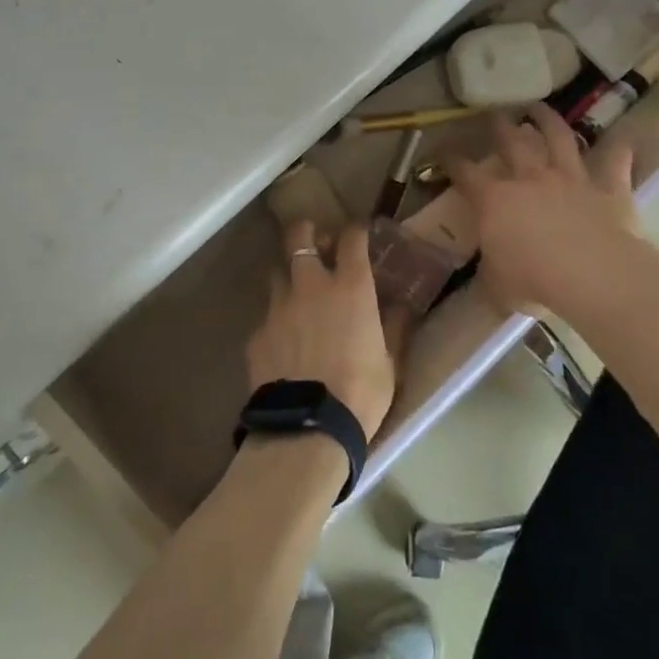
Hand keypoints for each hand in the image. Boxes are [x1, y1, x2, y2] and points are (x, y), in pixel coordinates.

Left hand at [248, 221, 399, 439]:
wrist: (308, 428)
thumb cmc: (361, 393)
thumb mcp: (390, 362)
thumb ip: (393, 327)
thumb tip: (402, 306)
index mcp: (350, 288)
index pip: (351, 240)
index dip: (355, 230)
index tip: (358, 231)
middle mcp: (310, 286)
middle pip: (299, 238)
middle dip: (306, 231)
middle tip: (315, 241)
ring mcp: (278, 307)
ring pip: (277, 273)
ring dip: (289, 276)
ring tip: (297, 293)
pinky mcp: (257, 333)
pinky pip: (267, 317)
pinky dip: (277, 321)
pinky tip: (283, 341)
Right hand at [446, 105, 656, 316]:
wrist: (592, 275)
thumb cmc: (533, 281)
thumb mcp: (496, 285)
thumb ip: (490, 272)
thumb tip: (488, 274)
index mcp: (495, 201)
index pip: (465, 174)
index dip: (451, 161)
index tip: (442, 152)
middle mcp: (530, 179)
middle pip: (512, 143)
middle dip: (500, 127)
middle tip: (494, 114)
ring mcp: (571, 180)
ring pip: (559, 139)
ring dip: (549, 121)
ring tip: (540, 107)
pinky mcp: (608, 190)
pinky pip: (615, 166)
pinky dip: (619, 153)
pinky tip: (623, 142)